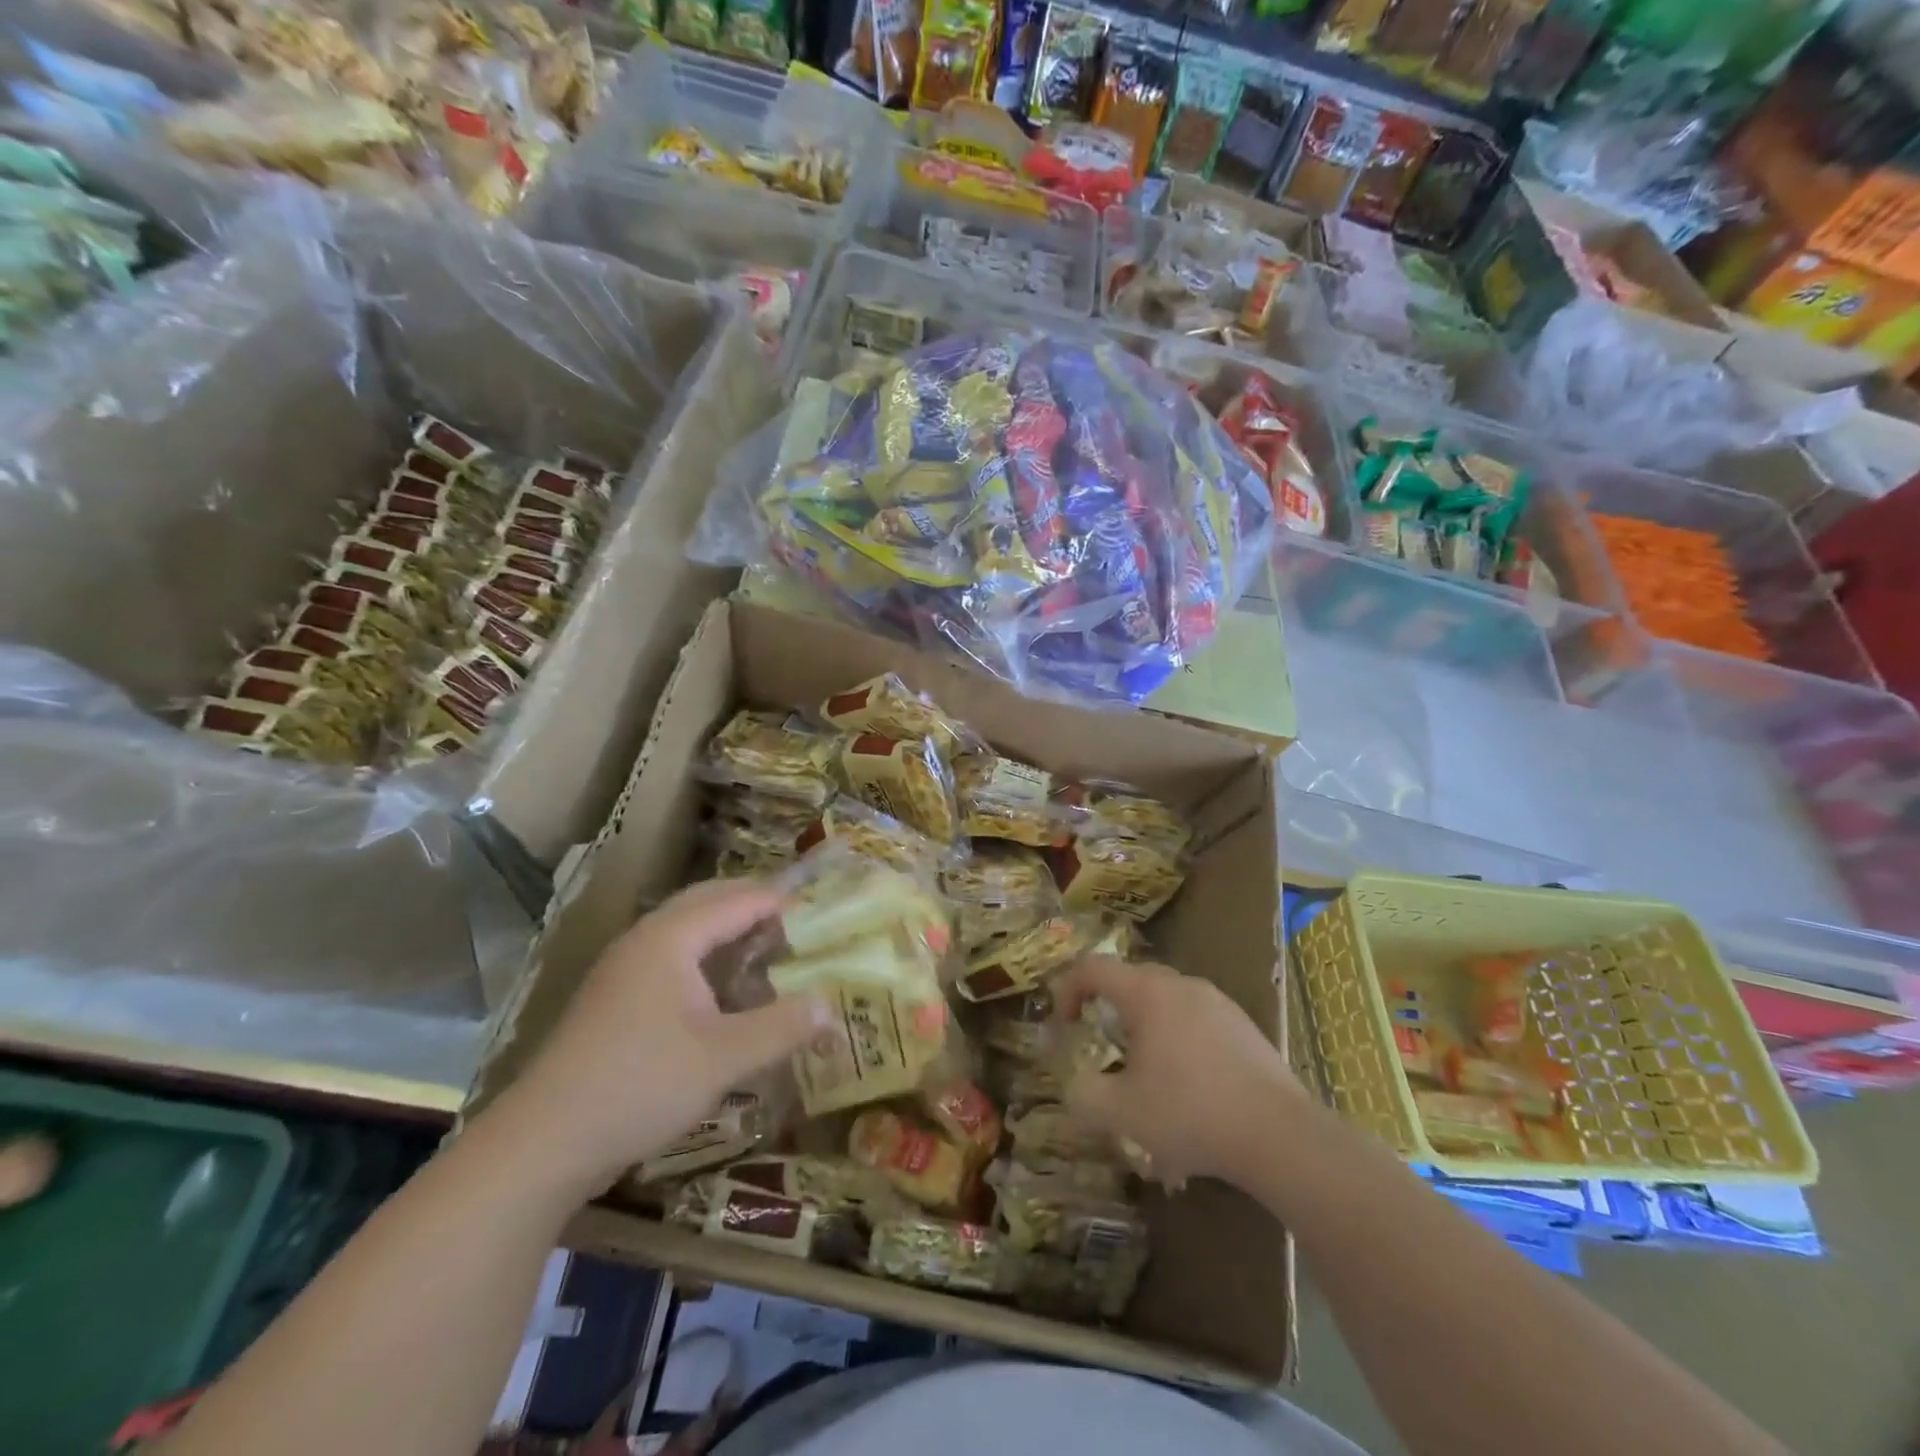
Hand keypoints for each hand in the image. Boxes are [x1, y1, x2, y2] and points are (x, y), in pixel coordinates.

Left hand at [499, 879, 829, 1197]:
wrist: (541, 1144)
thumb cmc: (639, 1086)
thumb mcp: (723, 1059)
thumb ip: (782, 1027)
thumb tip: (832, 1006)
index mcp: (671, 937)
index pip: (739, 900)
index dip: (783, 903)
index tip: (825, 915)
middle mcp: (646, 939)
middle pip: (710, 902)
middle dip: (756, 906)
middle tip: (803, 925)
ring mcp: (625, 968)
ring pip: (688, 930)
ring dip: (730, 932)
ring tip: (772, 951)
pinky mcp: (616, 998)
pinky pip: (673, 957)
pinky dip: (708, 958)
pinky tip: (726, 991)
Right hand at [1052, 956, 1302, 1188]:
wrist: (1279, 1134)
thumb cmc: (1190, 1113)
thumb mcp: (1121, 1112)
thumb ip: (1083, 1094)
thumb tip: (1073, 1085)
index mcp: (1147, 992)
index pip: (1092, 968)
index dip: (1067, 990)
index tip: (1064, 1026)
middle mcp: (1181, 984)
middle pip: (1130, 979)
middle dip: (1107, 1007)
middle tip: (1102, 1046)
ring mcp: (1217, 1001)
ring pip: (1166, 998)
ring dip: (1145, 1024)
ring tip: (1146, 1070)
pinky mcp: (1243, 1024)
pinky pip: (1195, 1017)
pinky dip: (1178, 1037)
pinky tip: (1189, 1084)